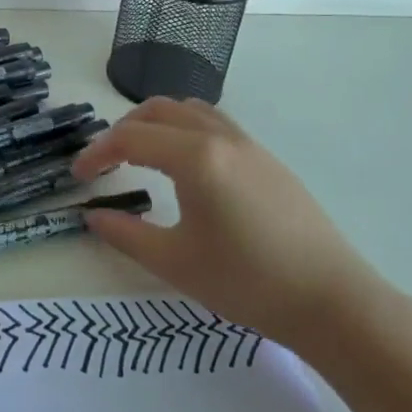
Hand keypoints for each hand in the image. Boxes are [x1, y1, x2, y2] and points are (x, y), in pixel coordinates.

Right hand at [72, 97, 381, 351]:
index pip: (131, 138)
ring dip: (156, 123)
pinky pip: (214, 123)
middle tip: (106, 163)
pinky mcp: (267, 159)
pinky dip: (185, 129)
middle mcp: (220, 137)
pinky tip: (186, 167)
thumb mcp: (175, 263)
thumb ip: (126, 235)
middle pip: (158, 110)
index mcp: (196, 157)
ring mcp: (248, 144)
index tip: (78, 177)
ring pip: (189, 110)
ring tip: (141, 155)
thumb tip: (92, 215)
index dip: (97, 153)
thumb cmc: (248, 283)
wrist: (333, 301)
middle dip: (123, 130)